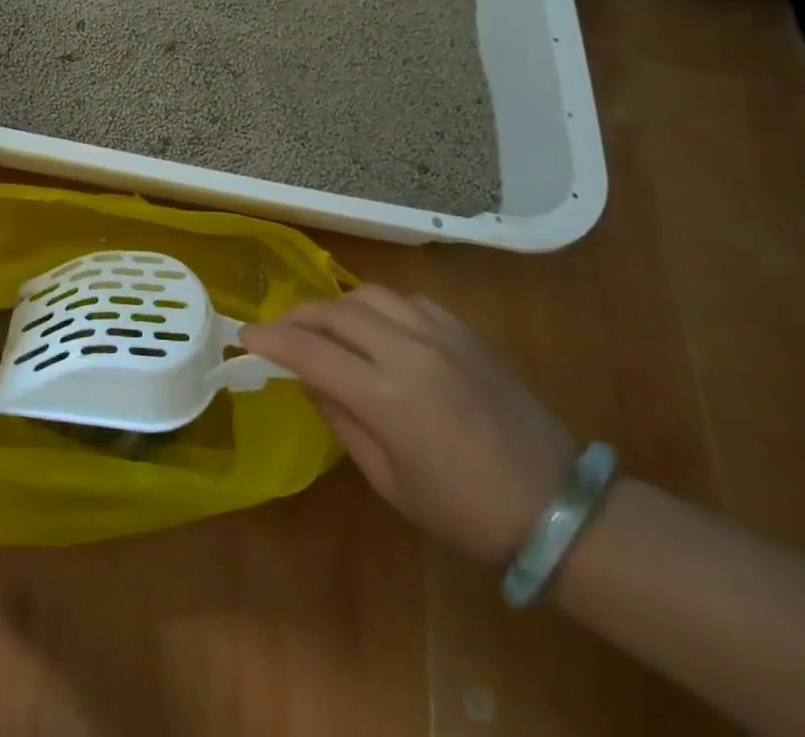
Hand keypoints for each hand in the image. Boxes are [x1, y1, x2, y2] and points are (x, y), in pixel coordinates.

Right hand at [243, 285, 574, 565]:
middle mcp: (408, 351)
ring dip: (336, 306)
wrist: (559, 508)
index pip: (309, 352)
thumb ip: (342, 420)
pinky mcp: (465, 331)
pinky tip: (378, 326)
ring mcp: (440, 334)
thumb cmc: (465, 511)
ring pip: (368, 294)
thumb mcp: (390, 482)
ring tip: (325, 326)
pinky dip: (379, 306)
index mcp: (386, 397)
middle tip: (280, 332)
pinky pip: (407, 300)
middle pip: (333, 311)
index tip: (245, 336)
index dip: (270, 340)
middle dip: (297, 317)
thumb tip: (310, 379)